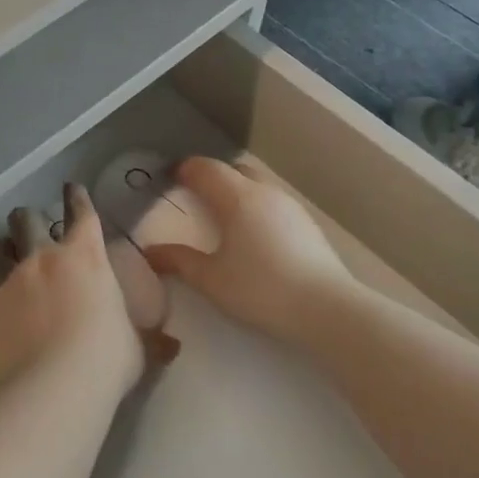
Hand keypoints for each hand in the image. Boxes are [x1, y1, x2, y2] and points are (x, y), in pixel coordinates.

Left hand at [0, 183, 171, 398]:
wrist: (54, 385)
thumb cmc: (107, 358)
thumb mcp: (137, 347)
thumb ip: (149, 340)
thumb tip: (172, 346)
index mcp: (85, 257)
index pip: (81, 213)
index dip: (76, 198)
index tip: (70, 188)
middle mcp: (43, 259)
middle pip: (26, 221)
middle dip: (26, 218)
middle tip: (26, 221)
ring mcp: (10, 281)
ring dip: (3, 250)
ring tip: (4, 253)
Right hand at [142, 157, 356, 343]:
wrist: (328, 309)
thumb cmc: (262, 289)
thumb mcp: (212, 280)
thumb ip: (179, 261)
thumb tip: (150, 252)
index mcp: (237, 197)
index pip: (206, 168)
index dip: (185, 170)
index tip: (171, 179)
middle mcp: (264, 192)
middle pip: (234, 170)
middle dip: (213, 177)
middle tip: (197, 198)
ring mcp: (290, 206)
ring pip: (257, 185)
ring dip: (238, 192)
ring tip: (225, 220)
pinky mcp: (307, 224)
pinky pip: (273, 203)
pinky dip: (257, 209)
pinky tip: (255, 238)